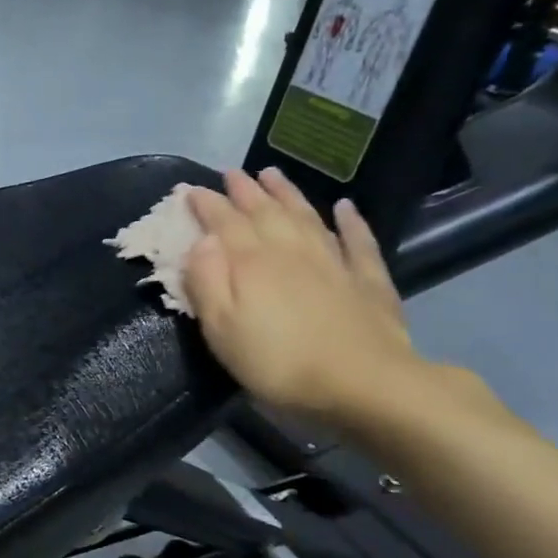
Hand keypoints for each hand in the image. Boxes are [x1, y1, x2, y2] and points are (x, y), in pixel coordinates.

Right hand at [184, 167, 419, 427]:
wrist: (365, 384)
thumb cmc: (279, 363)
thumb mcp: (222, 330)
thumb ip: (206, 282)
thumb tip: (201, 241)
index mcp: (251, 263)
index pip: (223, 222)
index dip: (206, 204)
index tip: (190, 189)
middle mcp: (290, 251)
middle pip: (264, 211)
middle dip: (244, 190)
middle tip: (231, 173)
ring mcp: (333, 261)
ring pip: (306, 216)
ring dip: (287, 193)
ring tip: (272, 174)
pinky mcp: (367, 279)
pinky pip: (358, 240)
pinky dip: (351, 221)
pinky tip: (346, 207)